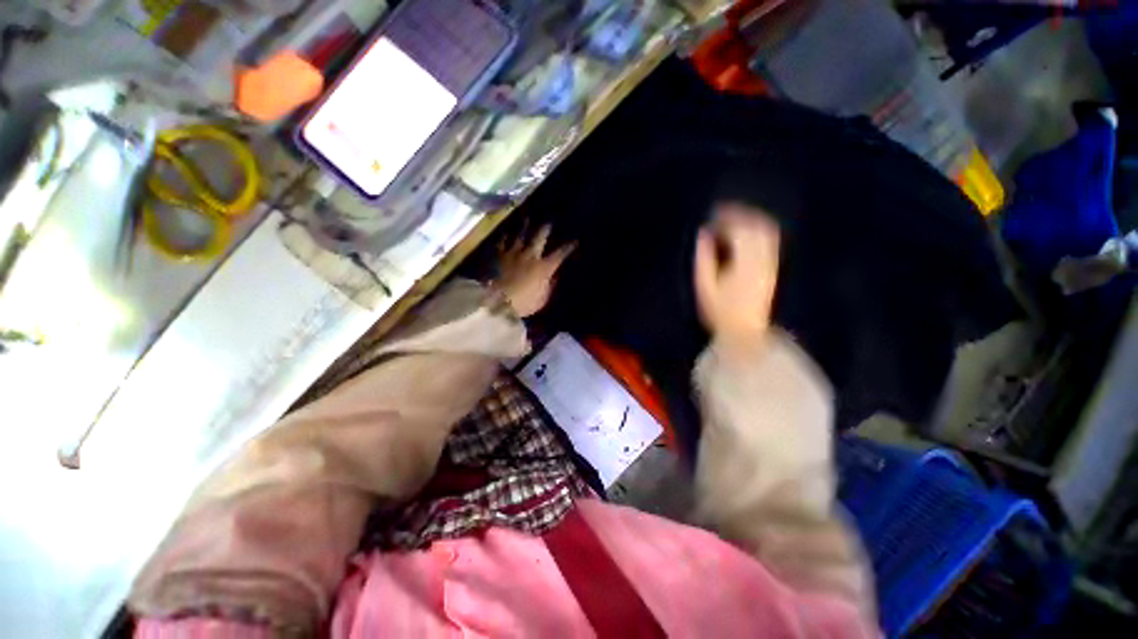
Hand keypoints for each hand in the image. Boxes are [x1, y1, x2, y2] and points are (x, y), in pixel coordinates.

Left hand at [493, 224, 575, 317]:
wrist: (497, 301)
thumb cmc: (524, 303)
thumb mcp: (543, 298)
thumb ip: (550, 285)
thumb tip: (555, 276)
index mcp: (544, 267)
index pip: (560, 254)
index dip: (568, 247)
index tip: (575, 241)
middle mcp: (530, 255)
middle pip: (540, 237)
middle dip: (546, 228)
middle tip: (549, 221)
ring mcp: (514, 253)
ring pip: (521, 234)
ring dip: (525, 226)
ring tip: (527, 218)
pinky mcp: (500, 255)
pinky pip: (503, 242)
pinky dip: (506, 237)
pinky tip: (506, 233)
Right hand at [694, 204, 779, 345]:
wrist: (745, 331)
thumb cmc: (719, 310)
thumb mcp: (704, 285)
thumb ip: (704, 257)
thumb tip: (704, 233)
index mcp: (744, 262)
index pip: (739, 230)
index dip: (726, 218)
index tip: (713, 215)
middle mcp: (762, 259)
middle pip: (757, 226)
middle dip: (740, 214)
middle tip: (722, 213)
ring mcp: (770, 263)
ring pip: (767, 231)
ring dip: (751, 220)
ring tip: (734, 219)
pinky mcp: (772, 268)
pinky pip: (771, 241)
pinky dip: (758, 230)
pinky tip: (746, 234)